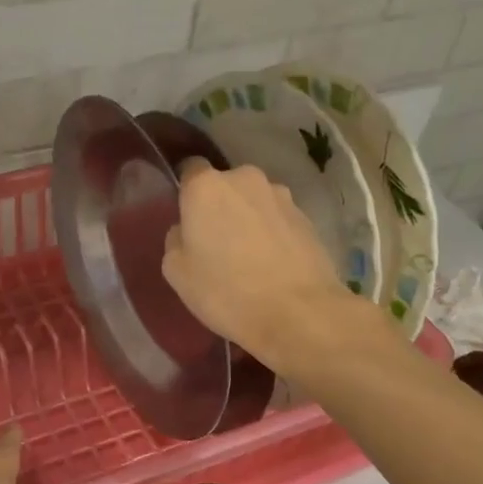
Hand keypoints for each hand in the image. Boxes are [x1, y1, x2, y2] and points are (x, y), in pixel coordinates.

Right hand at [162, 158, 371, 369]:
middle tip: (214, 243)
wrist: (299, 313)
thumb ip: (175, 240)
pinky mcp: (307, 217)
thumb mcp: (176, 272)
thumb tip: (187, 231)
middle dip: (218, 207)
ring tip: (247, 257)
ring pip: (253, 202)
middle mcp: (245, 179)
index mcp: (206, 187)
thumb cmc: (226, 291)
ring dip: (247, 219)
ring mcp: (281, 196)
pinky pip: (277, 219)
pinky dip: (271, 234)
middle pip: (224, 186)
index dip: (185, 192)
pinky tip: (271, 265)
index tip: (185, 218)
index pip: (189, 169)